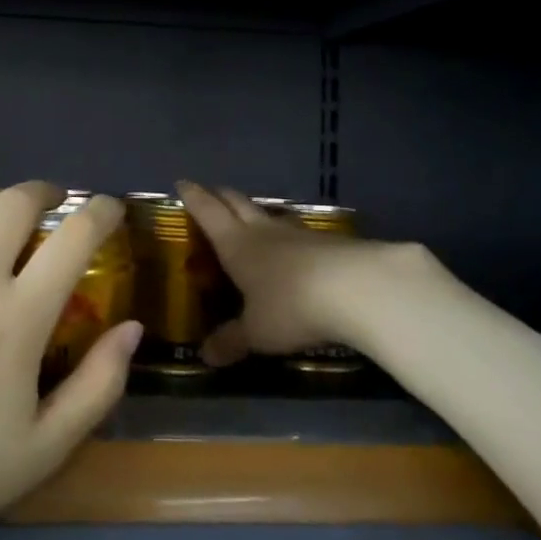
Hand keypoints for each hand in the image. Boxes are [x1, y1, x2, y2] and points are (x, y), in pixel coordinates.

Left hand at [0, 179, 142, 539]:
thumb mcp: (43, 450)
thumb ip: (98, 386)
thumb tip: (132, 327)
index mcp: (20, 318)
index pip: (75, 237)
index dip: (102, 212)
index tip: (111, 210)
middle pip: (18, 203)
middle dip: (48, 192)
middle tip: (58, 203)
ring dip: (0, 197)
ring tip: (9, 210)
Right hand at [179, 182, 452, 365]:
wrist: (358, 288)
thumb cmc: (291, 305)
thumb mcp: (256, 332)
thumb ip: (231, 341)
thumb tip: (205, 356)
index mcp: (236, 244)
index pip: (208, 212)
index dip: (194, 197)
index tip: (182, 183)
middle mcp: (263, 230)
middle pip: (237, 203)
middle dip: (221, 196)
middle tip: (210, 193)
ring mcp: (298, 233)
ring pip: (269, 214)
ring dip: (255, 212)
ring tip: (248, 217)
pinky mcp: (328, 242)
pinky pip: (297, 232)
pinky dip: (285, 234)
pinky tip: (291, 247)